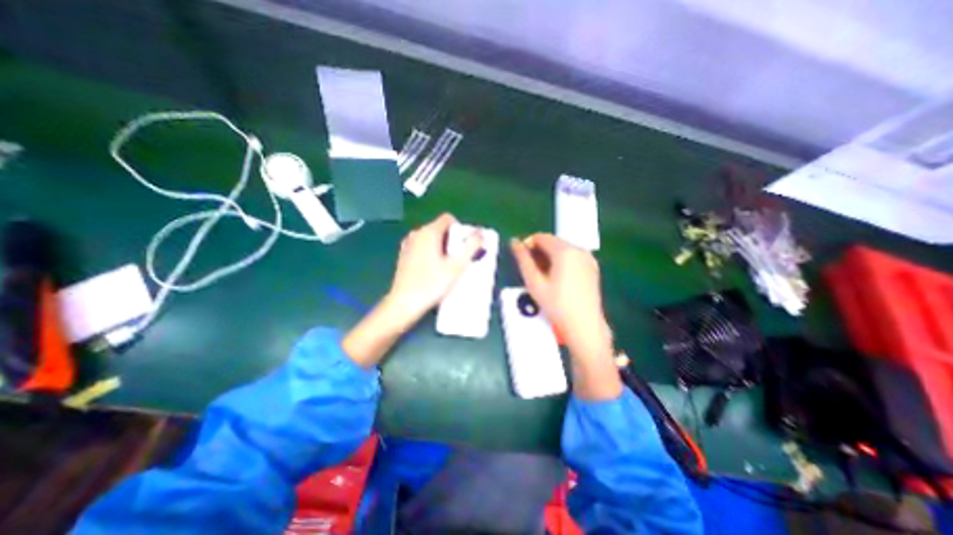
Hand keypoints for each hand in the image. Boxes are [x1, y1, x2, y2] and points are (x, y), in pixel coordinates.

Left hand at [342, 214, 479, 367]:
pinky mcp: (404, 255)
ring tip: (447, 266)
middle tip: (458, 259)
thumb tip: (481, 233)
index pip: (448, 219)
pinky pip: (422, 247)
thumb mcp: (456, 266)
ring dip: (442, 247)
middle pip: (440, 228)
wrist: (403, 303)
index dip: (460, 229)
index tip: (464, 246)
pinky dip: (431, 252)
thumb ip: (471, 247)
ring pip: (431, 238)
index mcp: (428, 232)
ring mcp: (408, 244)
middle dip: (452, 240)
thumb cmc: (432, 284)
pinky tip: (433, 270)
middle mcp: (416, 234)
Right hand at [509, 236, 622, 398]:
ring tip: (543, 276)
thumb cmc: (556, 305)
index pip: (541, 237)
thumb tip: (514, 242)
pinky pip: (572, 256)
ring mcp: (587, 258)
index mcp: (565, 251)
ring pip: (562, 249)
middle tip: (531, 270)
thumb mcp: (534, 282)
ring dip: (549, 256)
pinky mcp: (592, 267)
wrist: (584, 326)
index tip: (522, 259)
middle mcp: (579, 250)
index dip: (528, 244)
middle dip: (539, 251)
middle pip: (553, 241)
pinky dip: (561, 261)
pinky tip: (557, 278)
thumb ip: (523, 259)